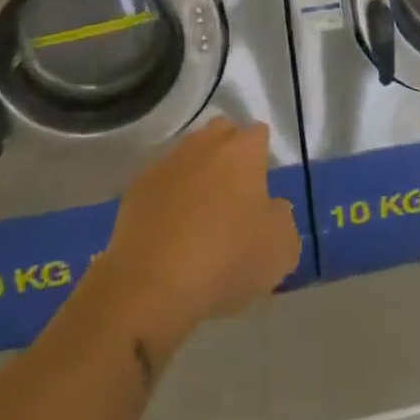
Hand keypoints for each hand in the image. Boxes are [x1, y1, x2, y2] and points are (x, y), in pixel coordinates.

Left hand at [82, 119, 300, 352]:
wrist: (150, 287)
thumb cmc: (225, 260)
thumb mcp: (280, 250)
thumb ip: (283, 219)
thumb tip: (273, 208)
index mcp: (242, 150)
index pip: (258, 133)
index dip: (262, 156)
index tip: (262, 186)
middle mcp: (204, 145)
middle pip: (221, 132)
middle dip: (229, 152)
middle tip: (234, 192)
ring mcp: (166, 164)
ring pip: (188, 155)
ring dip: (197, 174)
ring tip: (200, 214)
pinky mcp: (136, 189)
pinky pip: (161, 183)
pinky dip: (168, 197)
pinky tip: (170, 230)